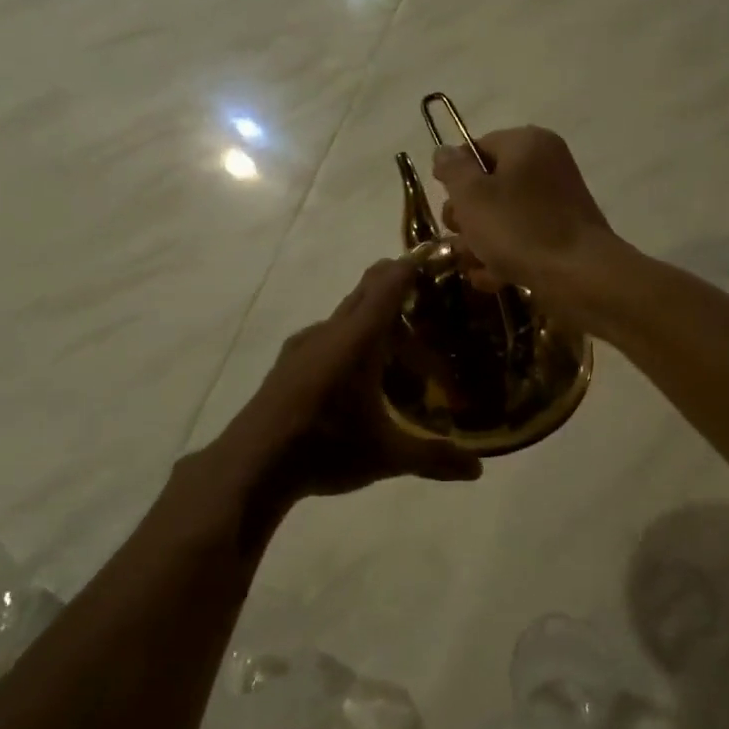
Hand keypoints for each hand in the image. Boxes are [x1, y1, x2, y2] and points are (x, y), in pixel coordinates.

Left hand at [216, 260, 483, 511]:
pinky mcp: (289, 364)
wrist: (249, 467)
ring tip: (402, 351)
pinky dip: (352, 342)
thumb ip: (434, 457)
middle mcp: (331, 331)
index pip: (390, 282)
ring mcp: (304, 345)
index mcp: (358, 338)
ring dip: (375, 321)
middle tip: (433, 307)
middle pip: (368, 290)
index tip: (440, 257)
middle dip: (400, 290)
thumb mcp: (386, 456)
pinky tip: (360, 379)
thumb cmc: (325, 448)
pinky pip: (329, 337)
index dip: (415, 265)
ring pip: (347, 316)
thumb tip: (479, 471)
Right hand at [431, 127, 621, 315]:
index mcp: (527, 143)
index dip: (455, 178)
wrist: (580, 276)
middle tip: (459, 238)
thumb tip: (444, 152)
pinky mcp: (562, 235)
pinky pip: (522, 238)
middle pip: (488, 185)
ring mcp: (556, 202)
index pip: (477, 149)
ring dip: (480, 242)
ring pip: (503, 217)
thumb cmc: (520, 228)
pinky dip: (504, 256)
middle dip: (466, 217)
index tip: (448, 206)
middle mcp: (545, 165)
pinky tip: (490, 279)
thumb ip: (453, 170)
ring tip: (473, 265)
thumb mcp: (473, 196)